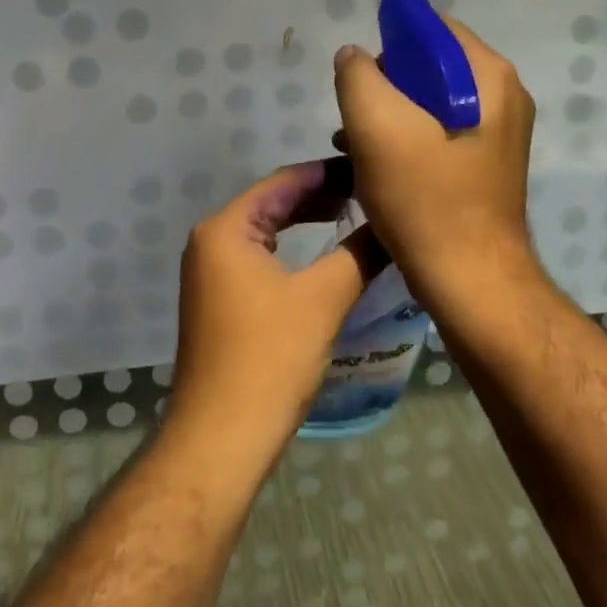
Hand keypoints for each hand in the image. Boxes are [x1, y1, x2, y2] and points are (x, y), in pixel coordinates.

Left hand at [168, 161, 387, 461]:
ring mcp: (211, 272)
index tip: (372, 169)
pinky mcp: (219, 300)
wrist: (221, 437)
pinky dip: (292, 251)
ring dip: (307, 223)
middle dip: (320, 196)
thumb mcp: (323, 299)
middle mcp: (211, 241)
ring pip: (266, 232)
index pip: (284, 181)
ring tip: (352, 215)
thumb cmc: (269, 359)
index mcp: (226, 228)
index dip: (329, 173)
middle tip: (369, 193)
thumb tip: (395, 223)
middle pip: (272, 203)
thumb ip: (359, 253)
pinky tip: (322, 257)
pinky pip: (260, 258)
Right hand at [332, 17, 538, 313]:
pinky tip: (374, 165)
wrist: (471, 283)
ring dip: (388, 114)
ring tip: (354, 142)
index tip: (360, 77)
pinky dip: (404, 139)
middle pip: (430, 65)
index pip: (433, 27)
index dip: (389, 41)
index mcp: (489, 77)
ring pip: (429, 101)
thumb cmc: (426, 200)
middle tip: (355, 117)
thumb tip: (354, 55)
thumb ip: (359, 76)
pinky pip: (436, 132)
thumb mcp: (378, 128)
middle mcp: (502, 96)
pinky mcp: (483, 164)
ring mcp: (497, 133)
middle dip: (385, 83)